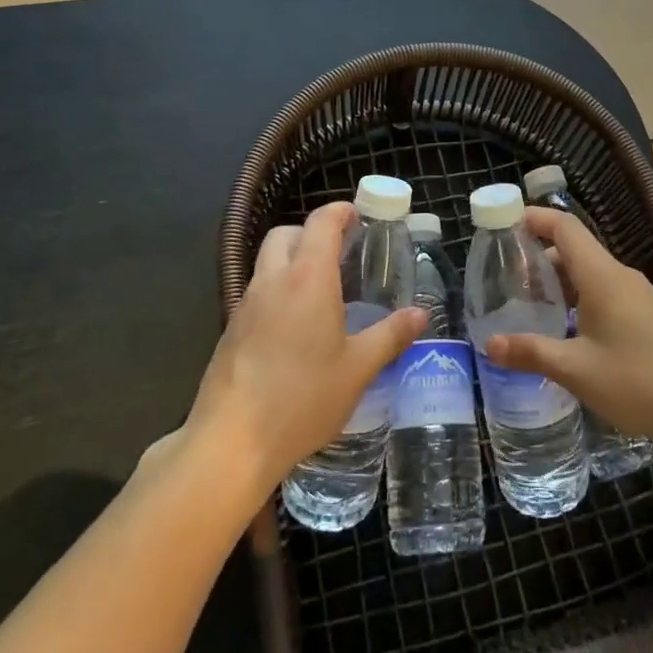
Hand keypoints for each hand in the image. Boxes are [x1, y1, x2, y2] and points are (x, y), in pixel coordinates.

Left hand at [187, 202, 424, 497]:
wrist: (232, 440)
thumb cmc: (303, 398)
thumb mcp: (358, 369)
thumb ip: (390, 336)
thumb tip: (420, 314)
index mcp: (308, 279)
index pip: (321, 223)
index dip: (340, 212)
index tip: (357, 216)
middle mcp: (273, 281)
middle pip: (286, 234)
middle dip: (311, 232)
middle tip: (340, 253)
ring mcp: (246, 305)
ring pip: (267, 262)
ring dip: (292, 261)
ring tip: (322, 291)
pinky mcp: (231, 330)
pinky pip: (257, 292)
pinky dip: (278, 291)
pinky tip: (295, 327)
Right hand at [485, 207, 652, 451]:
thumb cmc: (639, 381)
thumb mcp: (577, 370)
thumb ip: (531, 352)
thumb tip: (489, 344)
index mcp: (602, 276)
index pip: (565, 227)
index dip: (534, 218)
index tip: (503, 223)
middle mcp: (619, 276)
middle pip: (574, 249)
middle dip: (538, 257)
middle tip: (504, 278)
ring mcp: (636, 295)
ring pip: (589, 273)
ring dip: (557, 282)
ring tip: (527, 305)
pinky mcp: (645, 314)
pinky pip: (603, 291)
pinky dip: (577, 298)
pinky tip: (563, 328)